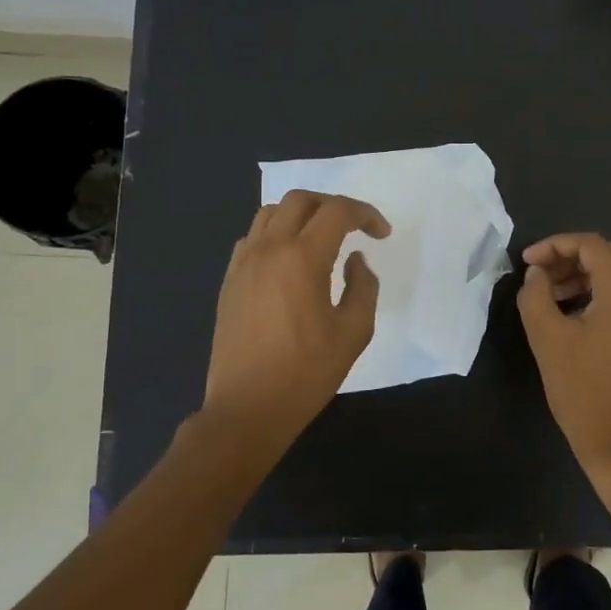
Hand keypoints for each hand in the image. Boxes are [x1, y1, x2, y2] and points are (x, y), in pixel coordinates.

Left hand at [200, 190, 390, 450]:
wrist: (247, 409)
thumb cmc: (306, 373)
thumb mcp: (353, 333)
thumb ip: (363, 286)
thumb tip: (355, 260)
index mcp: (302, 259)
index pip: (337, 212)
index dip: (365, 214)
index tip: (381, 234)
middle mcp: (268, 250)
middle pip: (300, 200)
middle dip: (333, 205)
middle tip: (354, 228)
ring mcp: (243, 264)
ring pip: (270, 213)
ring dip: (301, 215)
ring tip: (321, 239)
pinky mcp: (229, 281)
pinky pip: (252, 238)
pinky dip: (276, 234)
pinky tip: (289, 261)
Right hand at [517, 232, 610, 482]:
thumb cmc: (584, 391)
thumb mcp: (548, 339)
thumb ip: (536, 296)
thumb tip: (537, 274)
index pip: (590, 244)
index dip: (554, 245)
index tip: (526, 263)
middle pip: (608, 255)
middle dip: (569, 257)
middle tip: (538, 276)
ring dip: (582, 276)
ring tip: (549, 296)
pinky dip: (597, 293)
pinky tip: (571, 314)